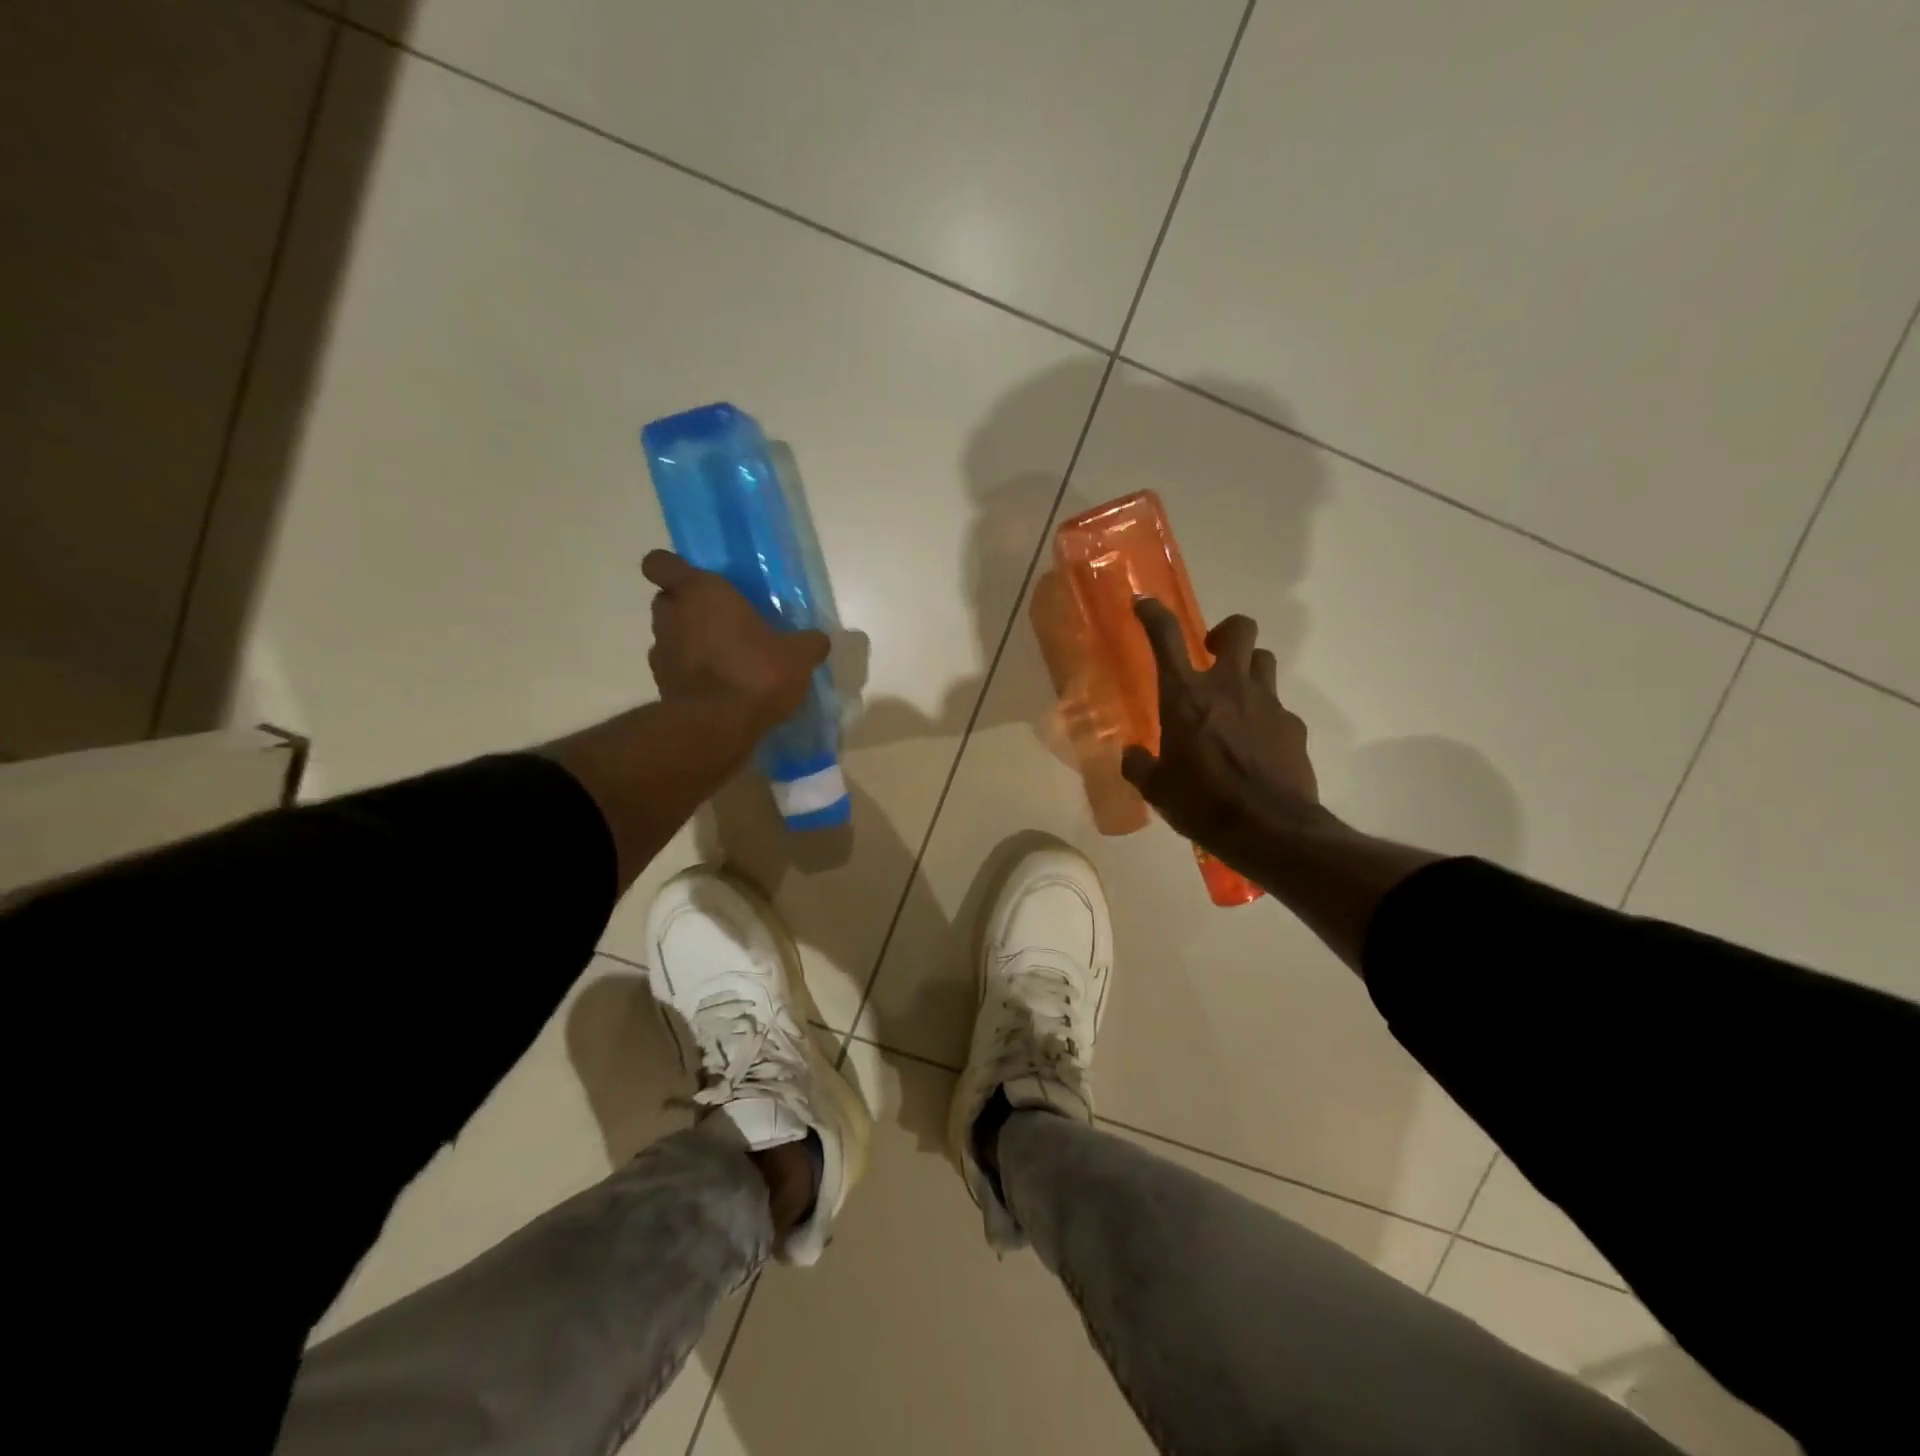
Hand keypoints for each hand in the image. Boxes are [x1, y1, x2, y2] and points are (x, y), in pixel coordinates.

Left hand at [642, 550, 828, 729]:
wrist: (717, 727)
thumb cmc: (755, 673)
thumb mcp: (798, 656)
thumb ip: (808, 643)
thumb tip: (818, 640)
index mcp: (700, 592)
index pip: (660, 563)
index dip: (671, 567)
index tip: (694, 580)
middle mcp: (672, 616)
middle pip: (666, 600)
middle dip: (687, 607)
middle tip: (721, 621)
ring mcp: (661, 653)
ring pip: (669, 635)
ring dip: (688, 642)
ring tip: (724, 659)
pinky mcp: (661, 686)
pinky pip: (675, 669)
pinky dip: (690, 673)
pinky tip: (718, 687)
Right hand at [1120, 598, 1325, 858]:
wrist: (1269, 830)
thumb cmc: (1202, 804)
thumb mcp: (1156, 789)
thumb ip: (1139, 765)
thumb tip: (1131, 755)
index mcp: (1185, 697)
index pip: (1166, 637)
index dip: (1153, 614)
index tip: (1144, 603)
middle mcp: (1228, 687)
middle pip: (1239, 629)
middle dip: (1225, 631)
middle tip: (1211, 653)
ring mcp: (1266, 703)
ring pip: (1264, 661)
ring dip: (1248, 669)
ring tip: (1235, 698)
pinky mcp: (1293, 726)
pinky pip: (1278, 708)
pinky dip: (1265, 717)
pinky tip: (1257, 745)